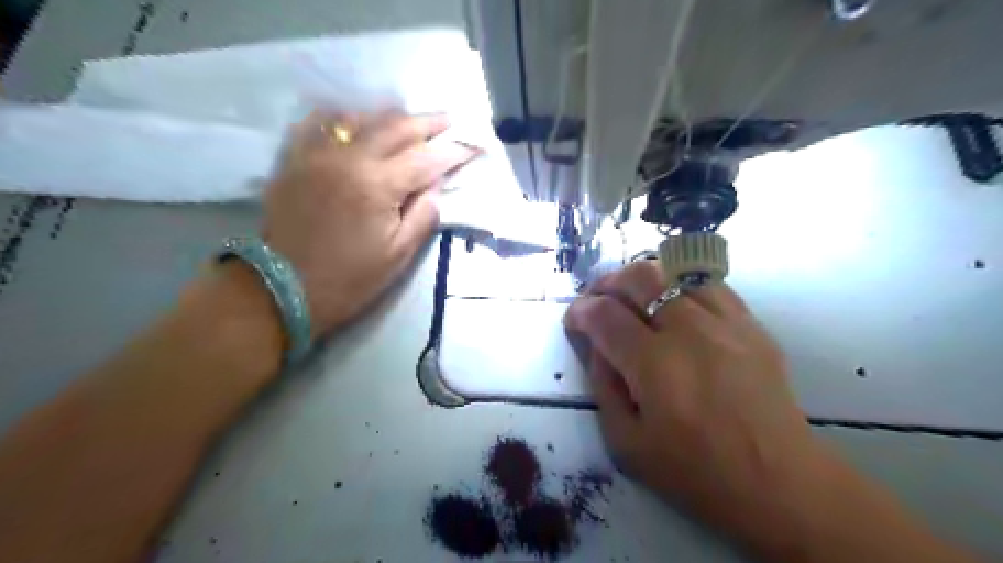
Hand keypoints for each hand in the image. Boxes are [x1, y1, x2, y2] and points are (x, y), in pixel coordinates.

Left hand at [258, 112, 474, 335]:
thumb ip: (423, 215)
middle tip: (448, 119)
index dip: (453, 152)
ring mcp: (316, 154)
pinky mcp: (293, 160)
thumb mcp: (398, 255)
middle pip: (395, 127)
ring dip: (389, 116)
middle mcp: (347, 159)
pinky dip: (341, 117)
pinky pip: (317, 123)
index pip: (426, 159)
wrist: (283, 289)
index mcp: (377, 185)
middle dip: (427, 122)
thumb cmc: (349, 279)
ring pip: (358, 118)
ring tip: (408, 119)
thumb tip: (436, 185)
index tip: (472, 146)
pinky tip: (354, 119)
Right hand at [564, 261, 839, 549]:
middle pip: (640, 277)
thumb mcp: (626, 443)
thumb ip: (602, 385)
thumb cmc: (695, 472)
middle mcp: (690, 332)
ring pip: (675, 272)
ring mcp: (726, 323)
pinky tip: (674, 306)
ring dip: (643, 279)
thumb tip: (596, 345)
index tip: (574, 320)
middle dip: (608, 282)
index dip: (580, 311)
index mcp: (655, 366)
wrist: (778, 482)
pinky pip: (709, 285)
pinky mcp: (751, 325)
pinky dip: (680, 286)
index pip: (604, 315)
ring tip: (634, 299)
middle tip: (599, 301)